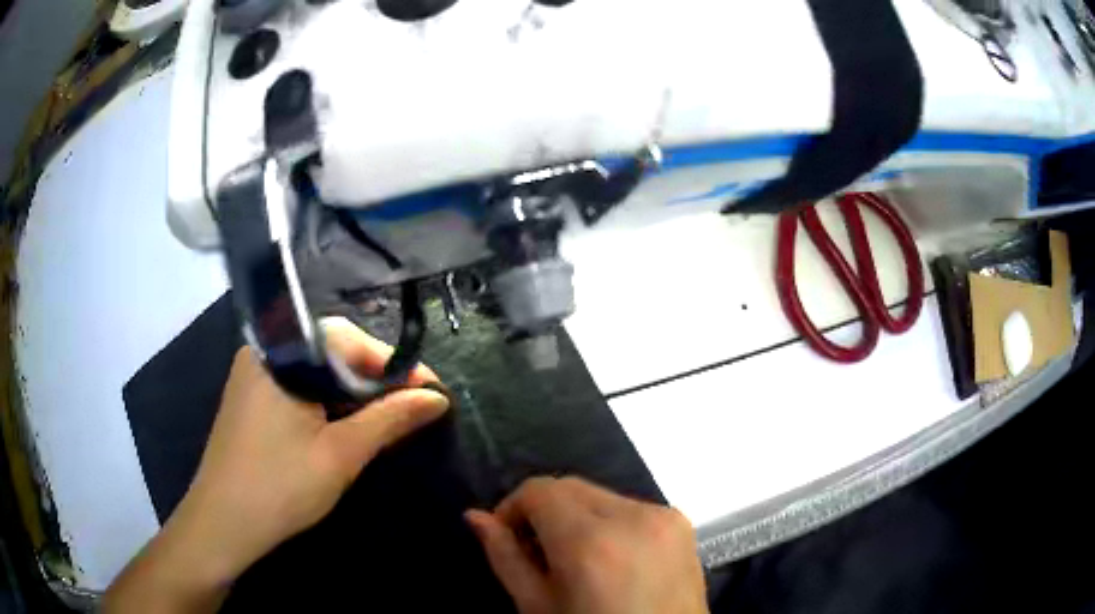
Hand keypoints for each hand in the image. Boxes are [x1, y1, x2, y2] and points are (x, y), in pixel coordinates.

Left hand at [104, 317, 448, 612]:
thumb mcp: (341, 454)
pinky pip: (297, 384)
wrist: (223, 523)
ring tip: (385, 419)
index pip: (349, 339)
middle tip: (410, 408)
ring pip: (315, 368)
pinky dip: (326, 400)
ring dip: (352, 391)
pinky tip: (344, 424)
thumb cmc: (281, 487)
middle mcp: (264, 351)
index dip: (394, 364)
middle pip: (331, 349)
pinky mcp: (251, 395)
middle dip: (374, 377)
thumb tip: (437, 397)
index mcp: (282, 354)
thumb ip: (389, 419)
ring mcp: (254, 373)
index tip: (430, 392)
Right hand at [465, 477, 707, 613]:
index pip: (539, 490)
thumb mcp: (538, 607)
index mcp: (591, 542)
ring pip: (600, 495)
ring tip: (575, 559)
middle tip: (537, 551)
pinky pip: (631, 508)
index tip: (508, 537)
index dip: (513, 507)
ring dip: (578, 517)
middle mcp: (634, 518)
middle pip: (571, 487)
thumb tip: (475, 516)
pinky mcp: (683, 524)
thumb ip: (505, 557)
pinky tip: (610, 559)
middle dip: (545, 510)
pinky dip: (610, 524)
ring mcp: (665, 517)